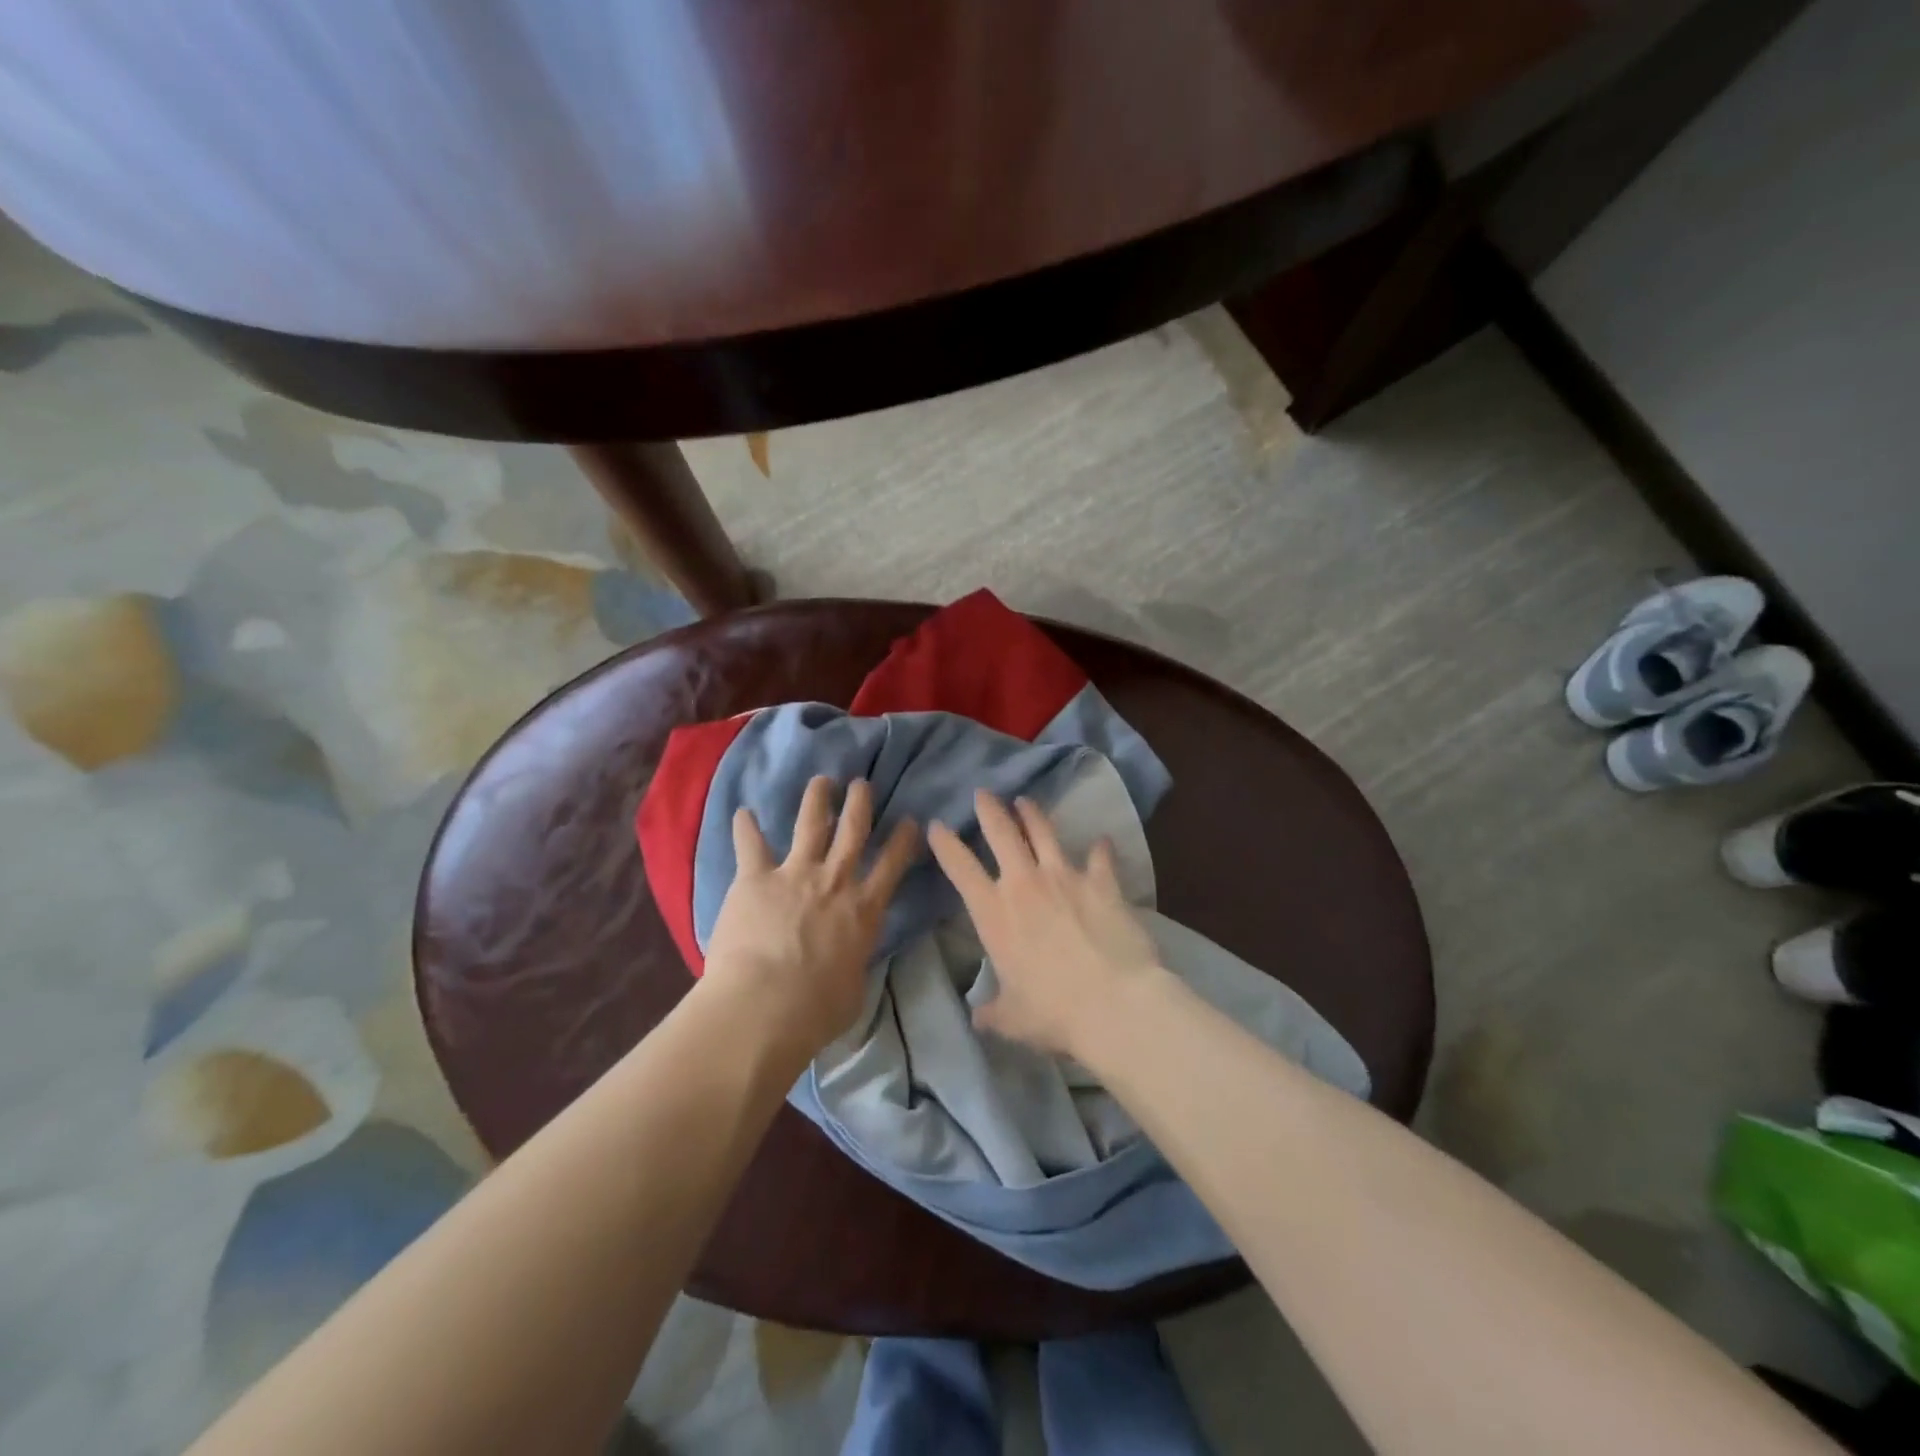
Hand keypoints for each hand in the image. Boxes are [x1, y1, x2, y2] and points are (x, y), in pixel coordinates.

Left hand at [702, 775, 919, 1059]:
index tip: (910, 821)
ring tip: (821, 781)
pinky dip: (745, 827)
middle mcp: (834, 881)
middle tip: (862, 783)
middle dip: (860, 802)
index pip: (893, 864)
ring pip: (810, 823)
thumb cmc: (816, 1010)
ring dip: (816, 799)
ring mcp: (795, 874)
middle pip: (853, 829)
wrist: (765, 1005)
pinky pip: (750, 845)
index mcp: (864, 909)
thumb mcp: (855, 989)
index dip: (904, 839)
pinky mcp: (756, 878)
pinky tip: (742, 812)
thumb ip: (855, 963)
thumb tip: (851, 959)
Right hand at [928, 792, 1162, 1057]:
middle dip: (989, 810)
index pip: (960, 869)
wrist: (1114, 1003)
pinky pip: (1100, 857)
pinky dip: (1100, 849)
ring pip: (1044, 832)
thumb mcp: (1011, 1018)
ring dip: (1032, 814)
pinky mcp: (1102, 882)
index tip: (936, 824)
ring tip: (1025, 801)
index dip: (945, 844)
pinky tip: (1102, 841)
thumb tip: (978, 1017)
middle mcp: (1025, 884)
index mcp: (995, 914)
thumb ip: (992, 1011)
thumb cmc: (1053, 1013)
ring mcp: (1065, 877)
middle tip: (983, 793)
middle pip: (1001, 833)